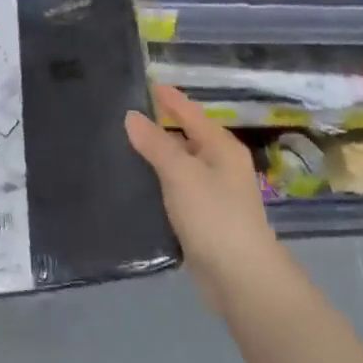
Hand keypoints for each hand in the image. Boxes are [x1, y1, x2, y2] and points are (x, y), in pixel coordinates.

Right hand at [126, 84, 280, 309]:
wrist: (241, 279)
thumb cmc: (214, 216)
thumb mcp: (181, 174)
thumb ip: (155, 143)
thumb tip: (131, 115)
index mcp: (221, 147)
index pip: (190, 113)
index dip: (169, 98)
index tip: (145, 83)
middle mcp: (221, 165)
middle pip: (186, 137)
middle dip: (159, 126)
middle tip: (124, 114)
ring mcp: (214, 194)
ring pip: (180, 165)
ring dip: (157, 156)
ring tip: (121, 145)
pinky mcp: (204, 219)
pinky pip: (177, 190)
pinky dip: (159, 183)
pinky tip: (137, 184)